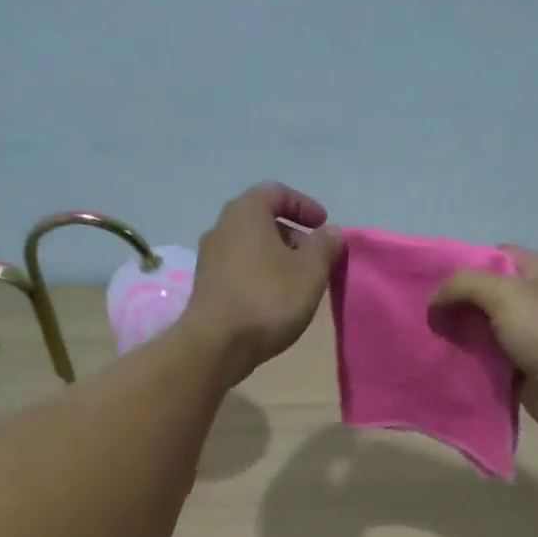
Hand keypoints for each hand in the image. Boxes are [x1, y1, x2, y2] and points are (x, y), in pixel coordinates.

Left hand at [181, 183, 341, 379]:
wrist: (216, 344)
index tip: (323, 226)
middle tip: (315, 257)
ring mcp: (209, 257)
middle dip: (292, 235)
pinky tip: (275, 299)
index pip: (277, 192)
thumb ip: (325, 246)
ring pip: (250, 246)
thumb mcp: (310, 271)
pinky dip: (260, 275)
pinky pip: (239, 269)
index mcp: (246, 211)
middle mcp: (222, 227)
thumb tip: (331, 232)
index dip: (304, 205)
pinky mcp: (206, 285)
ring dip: (276, 258)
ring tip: (299, 281)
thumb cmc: (268, 299)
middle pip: (262, 220)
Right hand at [430, 246, 537, 435]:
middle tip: (423, 315)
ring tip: (427, 339)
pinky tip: (444, 363)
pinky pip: (489, 360)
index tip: (433, 284)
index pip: (495, 257)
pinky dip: (470, 362)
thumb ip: (463, 286)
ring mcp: (532, 335)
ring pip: (485, 330)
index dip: (464, 267)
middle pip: (487, 295)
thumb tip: (433, 299)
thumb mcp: (504, 293)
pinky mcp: (524, 367)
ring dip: (460, 336)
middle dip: (457, 305)